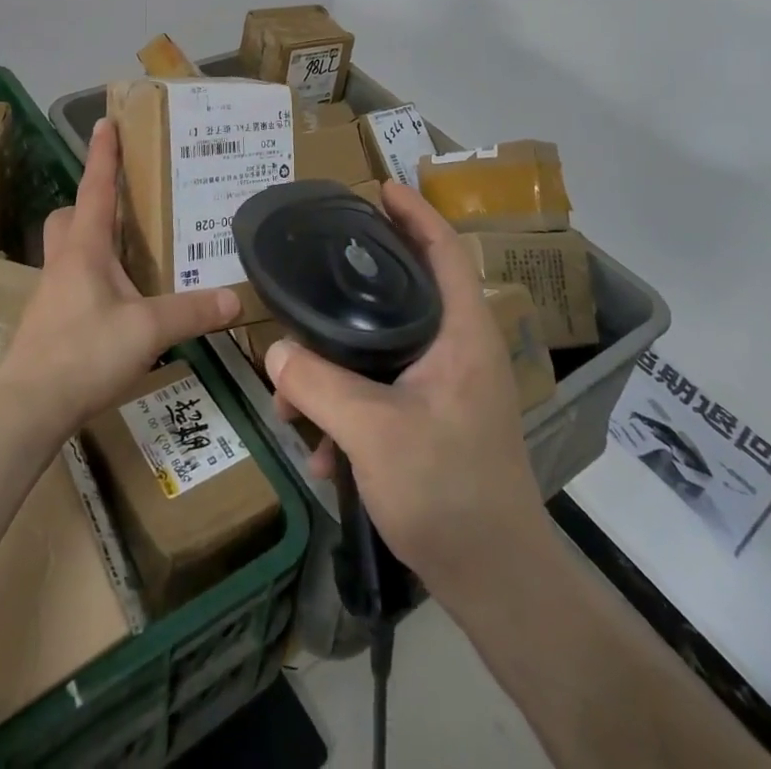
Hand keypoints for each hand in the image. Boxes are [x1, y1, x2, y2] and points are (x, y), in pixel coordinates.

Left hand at [0, 117, 240, 434]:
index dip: (102, 155)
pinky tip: (118, 304)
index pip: (94, 189)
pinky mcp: (49, 323)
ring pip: (68, 251)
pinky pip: (72, 283)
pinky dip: (94, 280)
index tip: (105, 122)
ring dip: (93, 243)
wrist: (27, 408)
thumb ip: (191, 312)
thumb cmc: (84, 353)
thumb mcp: (148, 330)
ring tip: (131, 256)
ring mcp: (51, 294)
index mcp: (84, 249)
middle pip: (69, 217)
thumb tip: (234, 299)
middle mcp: (63, 263)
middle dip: (90, 203)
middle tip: (124, 207)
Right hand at [263, 182, 547, 601]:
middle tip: (318, 266)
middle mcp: (459, 351)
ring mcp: (449, 388)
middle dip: (360, 284)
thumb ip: (319, 386)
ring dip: (338, 368)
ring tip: (293, 398)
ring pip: (386, 350)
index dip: (416, 213)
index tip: (382, 187)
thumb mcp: (373, 434)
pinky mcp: (435, 420)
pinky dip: (350, 408)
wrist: (497, 583)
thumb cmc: (449, 493)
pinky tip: (321, 450)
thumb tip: (273, 351)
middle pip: (409, 292)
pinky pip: (384, 391)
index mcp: (462, 335)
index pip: (444, 251)